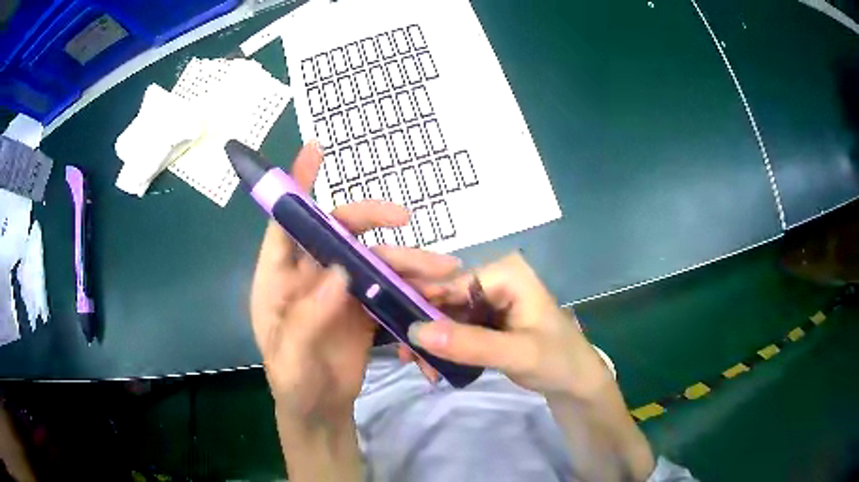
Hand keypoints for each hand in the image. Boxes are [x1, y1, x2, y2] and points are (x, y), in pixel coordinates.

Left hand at [250, 142, 460, 426]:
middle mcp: (308, 275)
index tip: (315, 151)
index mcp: (278, 279)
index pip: (285, 224)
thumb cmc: (293, 383)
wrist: (320, 409)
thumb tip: (338, 272)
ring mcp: (338, 289)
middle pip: (338, 233)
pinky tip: (435, 290)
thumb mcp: (290, 358)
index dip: (298, 186)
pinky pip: (388, 286)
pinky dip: (411, 285)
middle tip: (405, 221)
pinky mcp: (362, 306)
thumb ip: (307, 317)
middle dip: (371, 220)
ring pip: (372, 260)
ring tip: (444, 268)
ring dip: (406, 260)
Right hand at [406, 253, 613, 400]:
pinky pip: (457, 330)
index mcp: (505, 273)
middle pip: (445, 300)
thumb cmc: (558, 361)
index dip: (421, 306)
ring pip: (447, 317)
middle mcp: (494, 280)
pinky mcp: (488, 321)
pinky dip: (445, 349)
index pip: (451, 283)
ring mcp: (491, 301)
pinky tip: (436, 369)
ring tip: (424, 372)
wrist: (576, 383)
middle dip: (426, 331)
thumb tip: (416, 331)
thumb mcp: (517, 353)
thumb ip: (470, 343)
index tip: (399, 337)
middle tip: (409, 361)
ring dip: (433, 344)